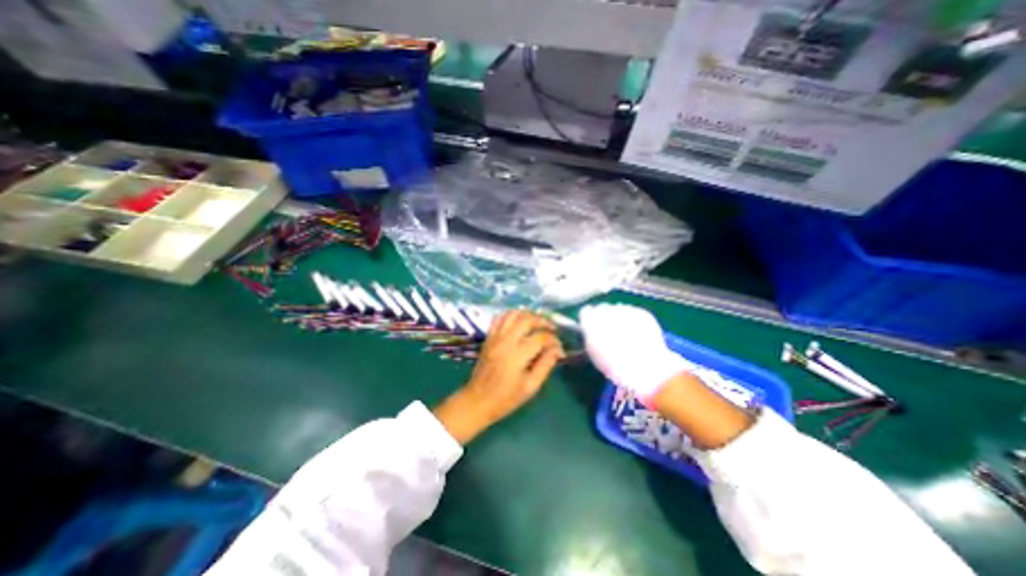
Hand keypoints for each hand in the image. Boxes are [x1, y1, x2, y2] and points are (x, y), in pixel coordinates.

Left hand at [431, 310, 565, 445]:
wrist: (478, 400)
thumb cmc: (506, 398)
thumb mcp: (531, 386)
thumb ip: (545, 365)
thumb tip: (557, 350)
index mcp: (517, 355)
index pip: (541, 338)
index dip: (554, 341)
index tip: (560, 349)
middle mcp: (506, 341)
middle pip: (527, 320)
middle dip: (543, 321)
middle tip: (552, 329)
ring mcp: (495, 337)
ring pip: (513, 314)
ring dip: (528, 314)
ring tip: (537, 323)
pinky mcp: (489, 337)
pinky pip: (499, 318)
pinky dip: (511, 315)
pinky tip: (519, 322)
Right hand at [577, 303, 687, 401]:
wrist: (644, 367)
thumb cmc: (613, 365)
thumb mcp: (594, 352)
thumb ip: (591, 336)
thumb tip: (593, 330)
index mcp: (590, 321)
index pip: (585, 312)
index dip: (589, 321)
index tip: (593, 329)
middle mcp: (606, 310)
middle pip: (602, 308)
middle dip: (605, 317)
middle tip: (610, 332)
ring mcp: (625, 310)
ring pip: (618, 309)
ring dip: (620, 318)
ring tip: (627, 334)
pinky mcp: (642, 312)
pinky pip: (634, 313)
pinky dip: (635, 320)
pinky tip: (639, 334)